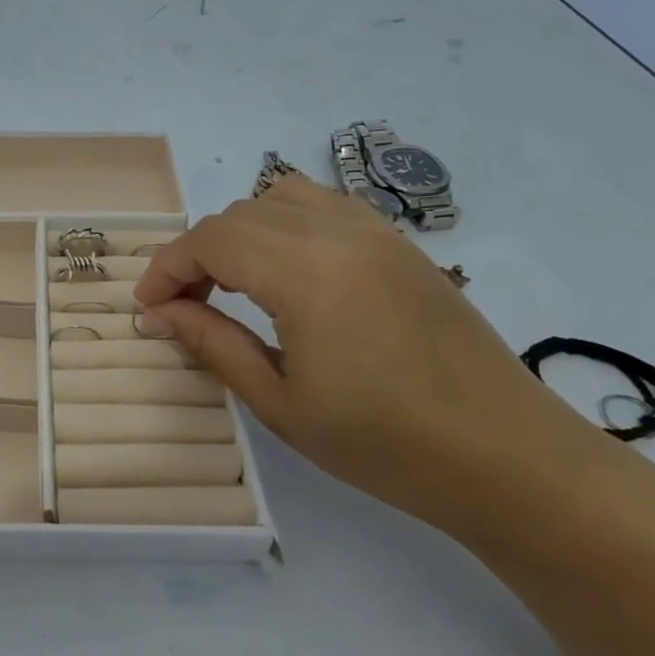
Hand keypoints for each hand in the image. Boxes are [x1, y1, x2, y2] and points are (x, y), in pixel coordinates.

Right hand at [134, 176, 599, 521]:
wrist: (505, 456)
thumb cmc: (385, 444)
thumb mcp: (281, 402)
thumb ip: (213, 344)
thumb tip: (161, 312)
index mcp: (307, 273)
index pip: (211, 240)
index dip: (167, 268)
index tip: (148, 308)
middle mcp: (340, 234)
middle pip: (240, 214)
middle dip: (197, 253)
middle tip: (185, 306)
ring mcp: (378, 233)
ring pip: (282, 198)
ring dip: (241, 233)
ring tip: (232, 285)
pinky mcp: (401, 245)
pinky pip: (325, 208)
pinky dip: (285, 226)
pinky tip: (287, 274)